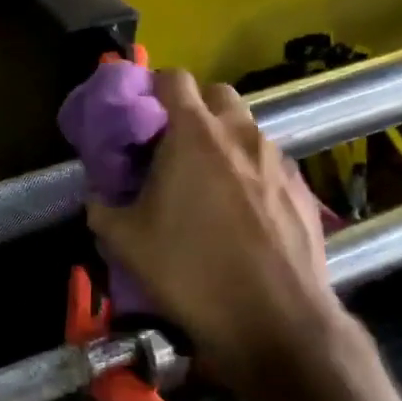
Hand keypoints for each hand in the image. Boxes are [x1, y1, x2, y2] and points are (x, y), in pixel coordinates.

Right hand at [87, 71, 364, 396]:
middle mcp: (241, 135)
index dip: (153, 88)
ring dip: (224, 142)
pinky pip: (271, 165)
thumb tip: (97, 198)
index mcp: (195, 135)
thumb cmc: (192, 271)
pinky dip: (252, 173)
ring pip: (247, 130)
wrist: (274, 321)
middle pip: (217, 94)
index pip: (174, 79)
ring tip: (207, 184)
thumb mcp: (127, 242)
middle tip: (173, 146)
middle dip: (194, 109)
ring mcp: (279, 161)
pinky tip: (243, 214)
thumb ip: (102, 209)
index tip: (140, 114)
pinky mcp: (304, 191)